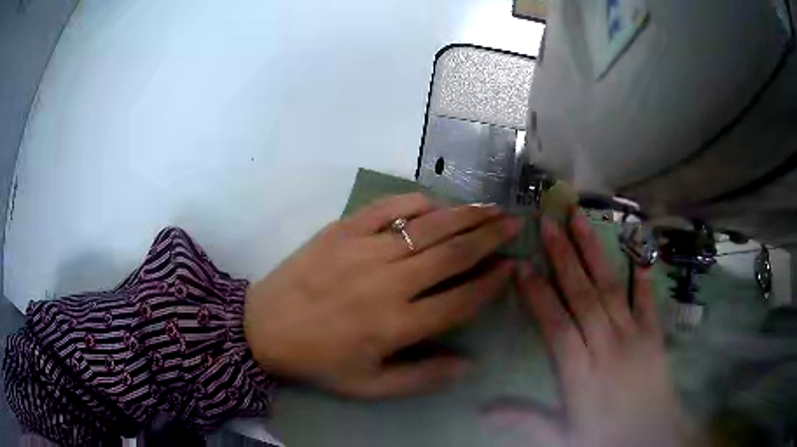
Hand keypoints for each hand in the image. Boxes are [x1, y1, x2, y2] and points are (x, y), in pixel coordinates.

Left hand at [244, 193, 521, 398]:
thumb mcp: (369, 386)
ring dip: (464, 215)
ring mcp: (363, 250)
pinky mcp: (342, 230)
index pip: (461, 299)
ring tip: (491, 207)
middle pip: (452, 254)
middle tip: (515, 222)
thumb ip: (422, 378)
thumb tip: (471, 365)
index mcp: (396, 325)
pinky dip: (413, 202)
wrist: (263, 328)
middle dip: (490, 236)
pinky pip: (386, 209)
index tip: (513, 267)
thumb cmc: (318, 362)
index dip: (492, 283)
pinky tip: (433, 203)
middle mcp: (388, 283)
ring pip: (427, 227)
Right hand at [486, 210, 694, 446]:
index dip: (538, 296)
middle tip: (547, 222)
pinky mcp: (654, 334)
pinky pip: (646, 298)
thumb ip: (528, 420)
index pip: (556, 327)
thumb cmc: (606, 436)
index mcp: (582, 376)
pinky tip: (637, 245)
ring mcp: (634, 337)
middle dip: (563, 257)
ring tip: (578, 218)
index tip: (520, 267)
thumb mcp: (563, 437)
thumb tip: (482, 411)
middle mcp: (607, 348)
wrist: (654, 437)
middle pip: (583, 296)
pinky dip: (641, 271)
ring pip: (610, 288)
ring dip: (593, 251)